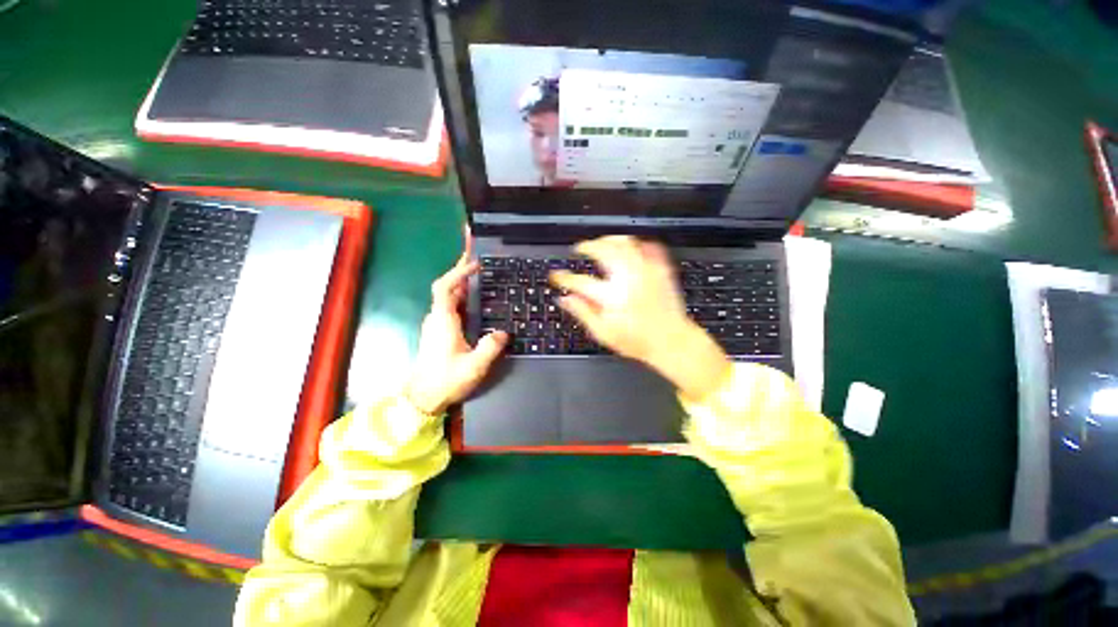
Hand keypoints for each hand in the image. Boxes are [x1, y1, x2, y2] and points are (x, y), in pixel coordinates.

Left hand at [405, 230, 508, 414]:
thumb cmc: (446, 380)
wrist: (423, 398)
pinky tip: (474, 304)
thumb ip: (490, 348)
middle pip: (446, 289)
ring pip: (447, 299)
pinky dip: (461, 299)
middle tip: (480, 265)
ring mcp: (436, 326)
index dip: (458, 273)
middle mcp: (437, 319)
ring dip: (462, 286)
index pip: (445, 288)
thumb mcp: (474, 366)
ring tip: (480, 280)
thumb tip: (504, 332)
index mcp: (443, 321)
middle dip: (461, 274)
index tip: (475, 264)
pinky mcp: (438, 333)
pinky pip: (450, 308)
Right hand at [549, 236, 731, 401]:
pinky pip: (647, 246)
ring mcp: (646, 271)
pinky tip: (627, 248)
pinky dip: (634, 243)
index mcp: (611, 296)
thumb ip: (582, 312)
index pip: (579, 281)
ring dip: (609, 239)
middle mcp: (628, 278)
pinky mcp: (660, 269)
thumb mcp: (603, 333)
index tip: (556, 276)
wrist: (671, 341)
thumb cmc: (637, 341)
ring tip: (601, 244)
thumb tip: (563, 299)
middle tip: (580, 249)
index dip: (563, 277)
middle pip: (603, 250)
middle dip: (587, 246)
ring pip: (625, 242)